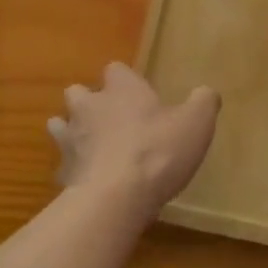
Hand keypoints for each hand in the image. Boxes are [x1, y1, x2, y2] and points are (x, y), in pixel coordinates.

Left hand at [48, 63, 219, 216]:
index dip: (125, 80)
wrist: (115, 198)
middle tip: (112, 119)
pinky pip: (64, 164)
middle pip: (78, 92)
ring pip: (61, 125)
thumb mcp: (196, 123)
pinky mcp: (62, 172)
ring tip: (93, 146)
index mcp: (121, 89)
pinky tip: (92, 181)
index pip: (116, 69)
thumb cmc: (158, 151)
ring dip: (74, 132)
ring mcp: (71, 140)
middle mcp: (90, 106)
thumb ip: (203, 102)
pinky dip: (75, 169)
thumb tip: (206, 92)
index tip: (139, 94)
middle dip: (90, 102)